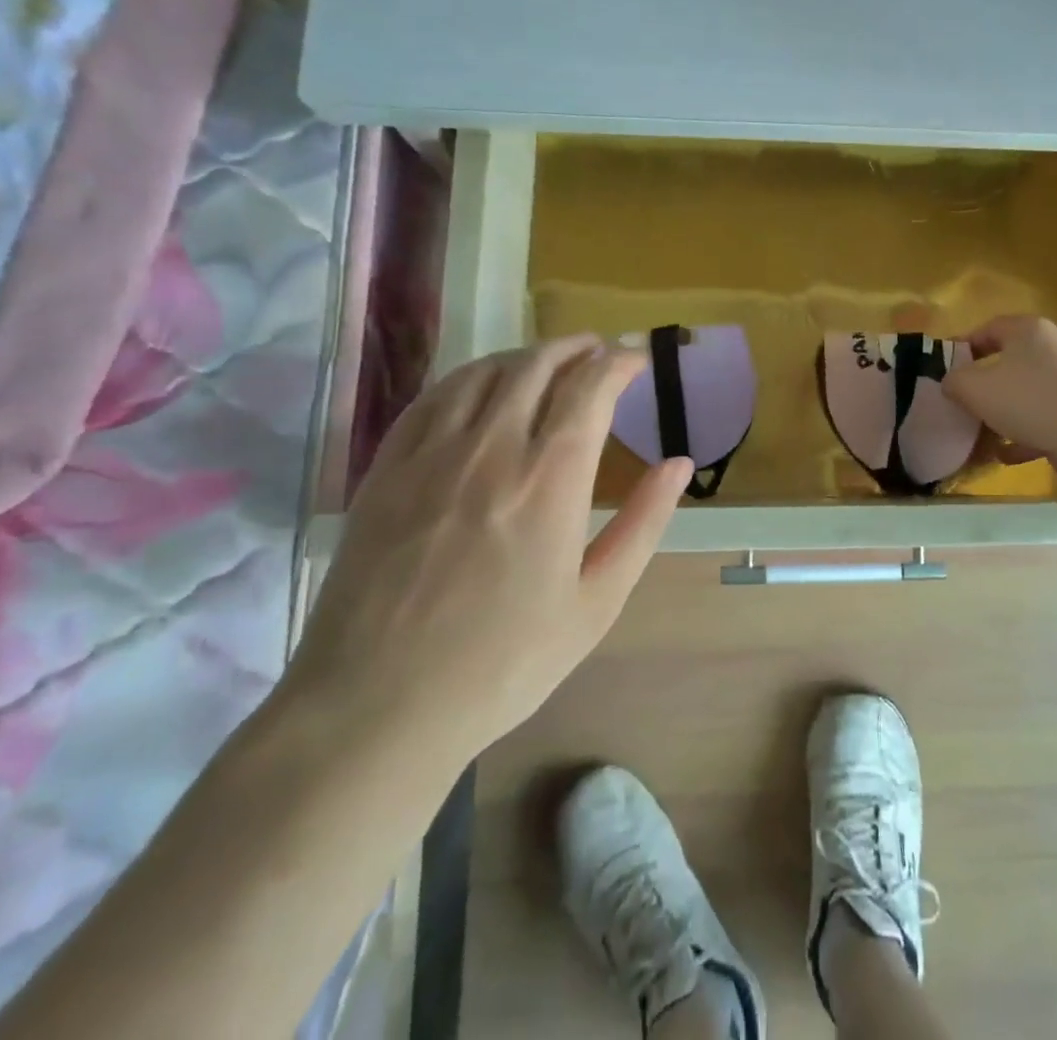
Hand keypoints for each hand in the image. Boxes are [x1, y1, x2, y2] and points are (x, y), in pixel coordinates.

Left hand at [285, 336, 689, 778]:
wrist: (377, 707)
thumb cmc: (504, 663)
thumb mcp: (597, 602)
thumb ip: (644, 524)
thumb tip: (680, 464)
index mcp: (550, 478)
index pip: (591, 387)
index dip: (620, 363)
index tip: (638, 361)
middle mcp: (492, 447)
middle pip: (539, 365)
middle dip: (577, 348)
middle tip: (599, 352)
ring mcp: (432, 453)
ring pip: (486, 371)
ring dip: (527, 355)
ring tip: (549, 361)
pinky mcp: (388, 468)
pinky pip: (434, 396)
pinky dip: (470, 376)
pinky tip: (481, 385)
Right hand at [944, 315, 1056, 473]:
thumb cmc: (1027, 399)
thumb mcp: (974, 387)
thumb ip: (954, 381)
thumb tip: (951, 383)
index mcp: (1028, 330)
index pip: (989, 328)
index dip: (963, 346)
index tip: (945, 368)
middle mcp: (1053, 349)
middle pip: (1009, 363)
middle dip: (983, 386)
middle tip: (962, 403)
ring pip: (1026, 395)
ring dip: (1002, 415)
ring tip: (980, 435)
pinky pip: (1043, 421)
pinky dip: (1023, 436)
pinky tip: (1005, 455)